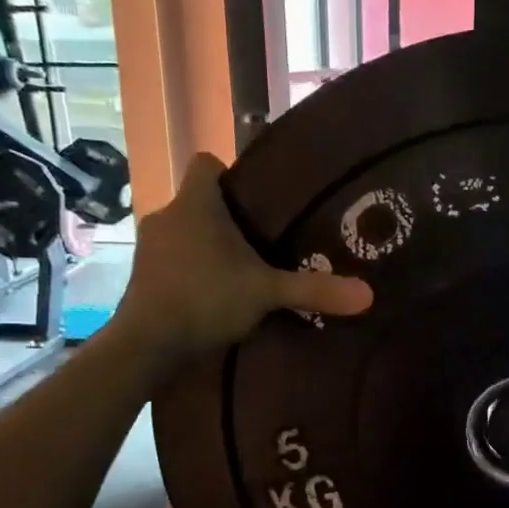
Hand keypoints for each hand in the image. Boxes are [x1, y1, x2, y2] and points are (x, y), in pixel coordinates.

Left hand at [119, 152, 370, 362]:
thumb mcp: (267, 293)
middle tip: (260, 242)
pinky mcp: (140, 277)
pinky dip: (189, 272)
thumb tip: (368, 294)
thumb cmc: (206, 299)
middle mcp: (167, 215)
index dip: (229, 174)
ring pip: (184, 233)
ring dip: (206, 248)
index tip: (254, 199)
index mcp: (196, 203)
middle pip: (198, 202)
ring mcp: (148, 247)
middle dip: (226, 219)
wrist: (146, 344)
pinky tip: (211, 298)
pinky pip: (171, 261)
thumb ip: (314, 289)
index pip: (206, 163)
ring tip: (238, 273)